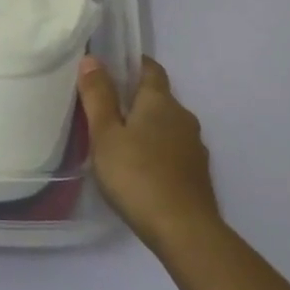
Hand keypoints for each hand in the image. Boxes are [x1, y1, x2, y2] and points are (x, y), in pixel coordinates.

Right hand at [78, 55, 222, 256]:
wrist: (184, 230)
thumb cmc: (137, 175)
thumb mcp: (106, 135)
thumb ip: (98, 96)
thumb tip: (92, 59)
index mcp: (160, 101)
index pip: (150, 68)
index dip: (132, 64)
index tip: (111, 68)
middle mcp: (183, 117)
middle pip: (159, 98)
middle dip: (136, 99)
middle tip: (105, 110)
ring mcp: (194, 147)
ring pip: (167, 126)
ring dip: (147, 128)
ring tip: (120, 142)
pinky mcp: (197, 174)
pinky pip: (174, 150)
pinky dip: (157, 151)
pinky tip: (141, 170)